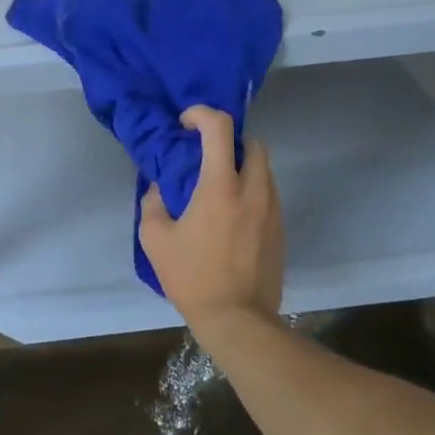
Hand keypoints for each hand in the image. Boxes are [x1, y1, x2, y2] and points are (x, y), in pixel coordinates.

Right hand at [139, 106, 283, 335]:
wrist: (238, 320)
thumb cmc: (193, 277)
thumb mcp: (155, 240)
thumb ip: (153, 204)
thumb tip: (159, 188)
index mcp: (220, 186)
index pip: (219, 127)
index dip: (201, 114)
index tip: (185, 125)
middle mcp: (253, 189)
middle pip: (253, 142)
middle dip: (230, 140)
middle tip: (207, 156)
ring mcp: (272, 209)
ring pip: (264, 168)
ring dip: (243, 165)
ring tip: (219, 186)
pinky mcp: (281, 229)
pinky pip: (269, 194)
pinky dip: (252, 190)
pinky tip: (233, 215)